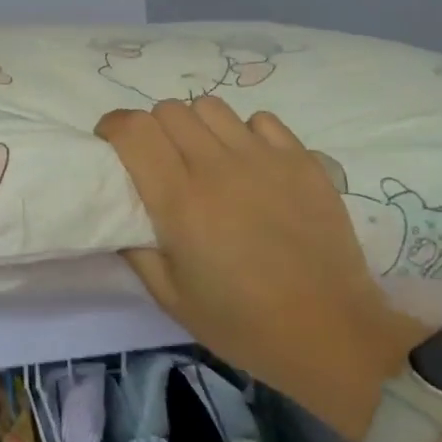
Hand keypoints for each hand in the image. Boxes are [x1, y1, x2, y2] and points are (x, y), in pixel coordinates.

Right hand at [96, 98, 419, 417]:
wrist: (331, 334)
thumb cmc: (242, 322)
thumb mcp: (170, 297)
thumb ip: (135, 250)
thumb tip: (119, 218)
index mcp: (179, 200)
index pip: (134, 130)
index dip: (113, 127)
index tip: (109, 145)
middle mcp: (218, 167)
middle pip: (169, 110)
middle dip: (152, 128)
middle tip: (158, 160)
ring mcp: (265, 159)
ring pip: (212, 107)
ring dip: (196, 126)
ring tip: (203, 157)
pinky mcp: (304, 161)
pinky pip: (261, 121)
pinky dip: (244, 133)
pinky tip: (249, 165)